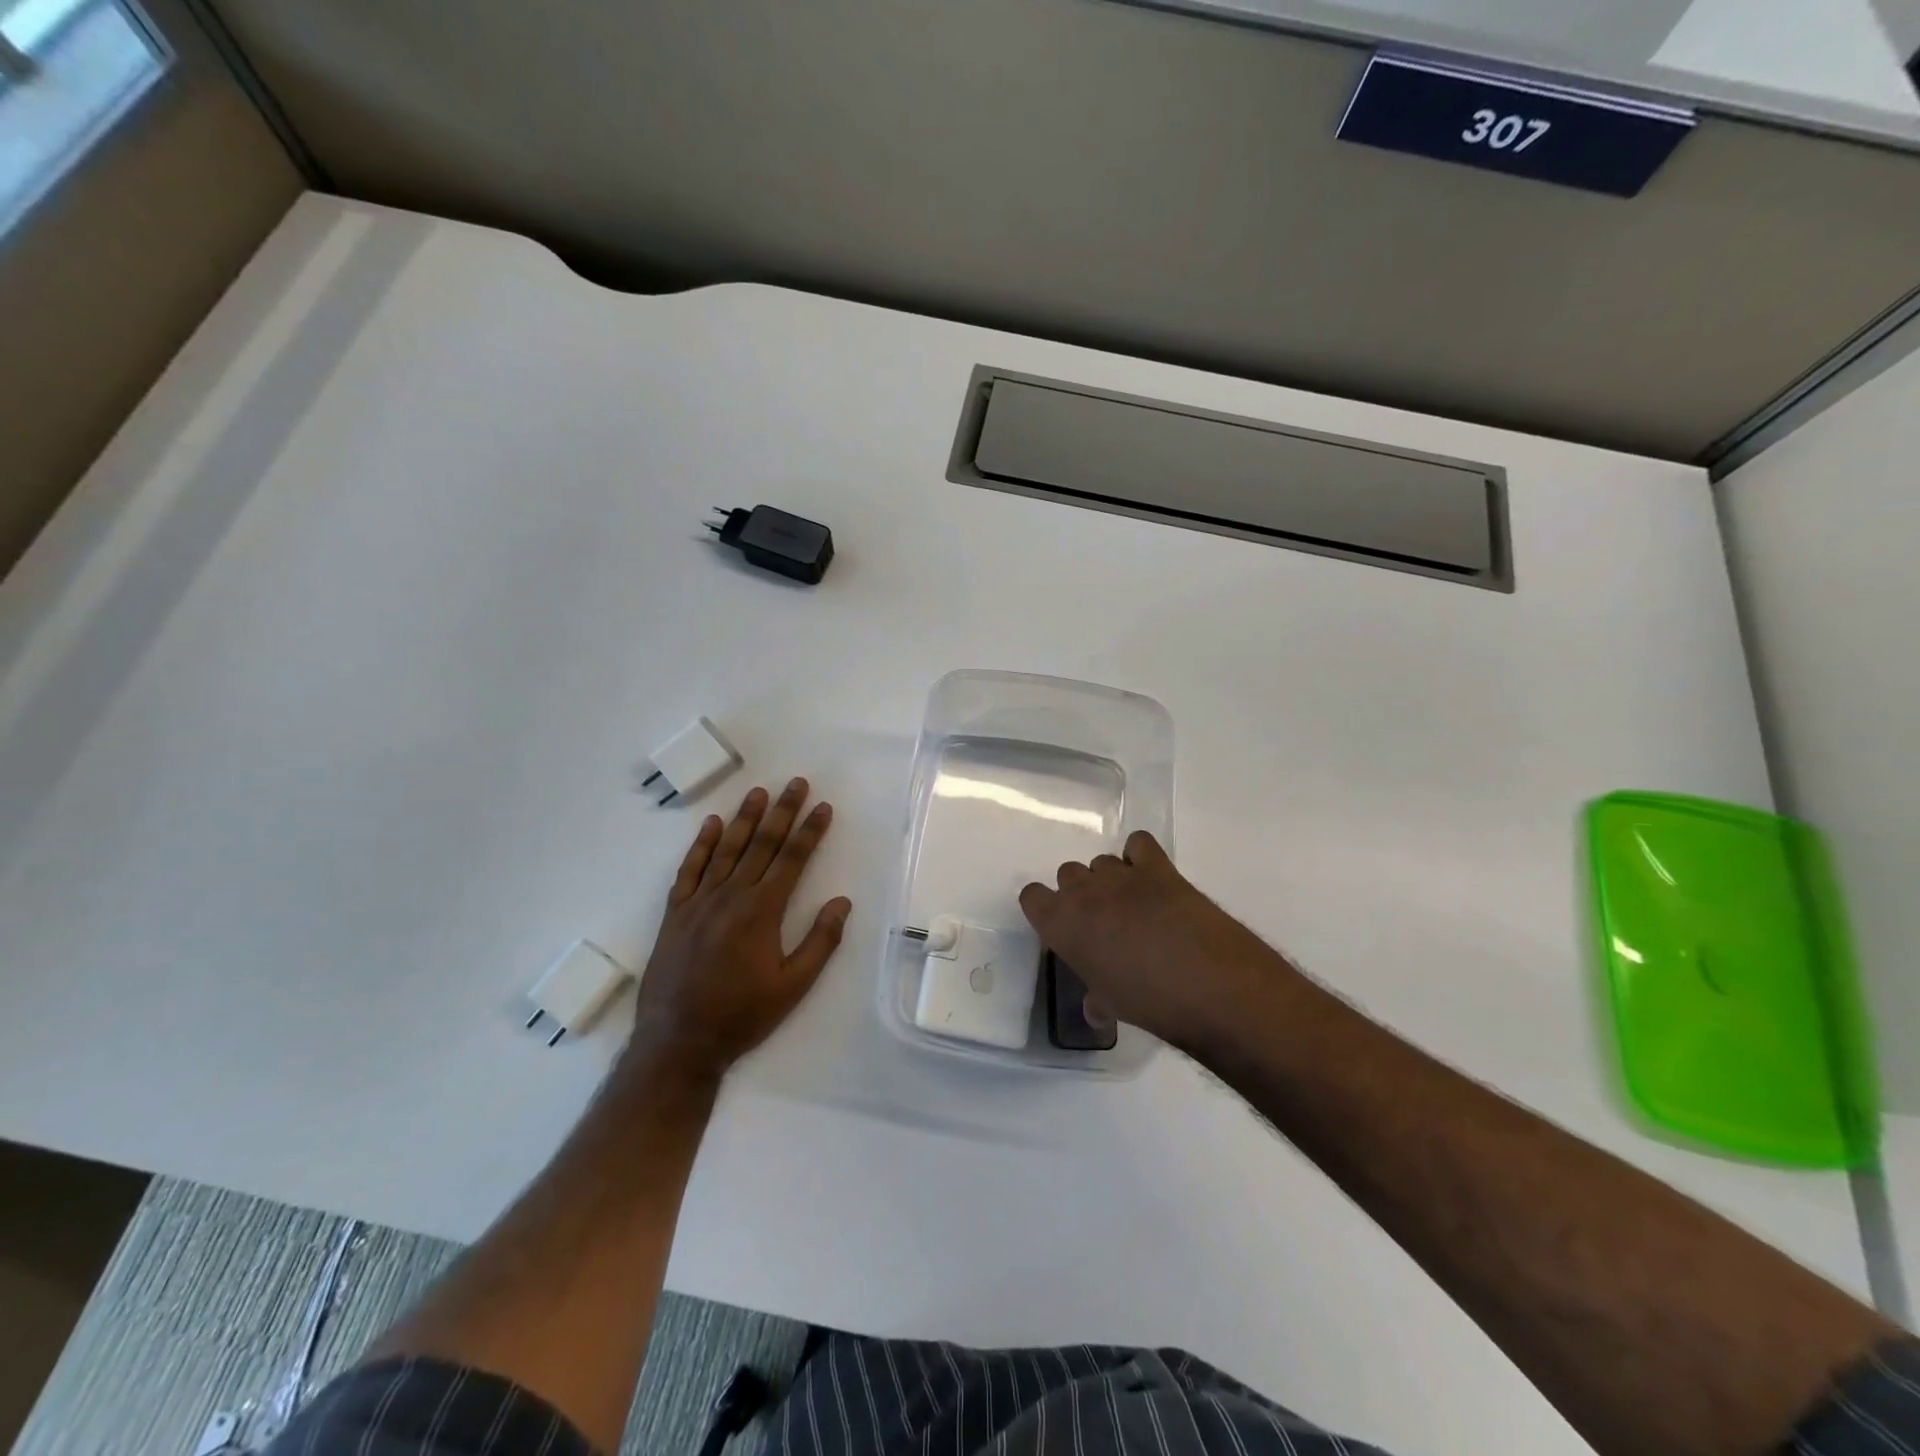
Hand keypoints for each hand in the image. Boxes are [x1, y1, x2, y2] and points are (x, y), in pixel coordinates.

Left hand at [626, 778, 850, 1084]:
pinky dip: (701, 844)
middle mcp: (731, 896)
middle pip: (762, 844)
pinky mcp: (675, 913)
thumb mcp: (793, 987)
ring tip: (759, 792)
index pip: (793, 859)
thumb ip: (820, 942)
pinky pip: (690, 869)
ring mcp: (699, 902)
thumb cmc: (742, 1015)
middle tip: (796, 783)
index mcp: (762, 911)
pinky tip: (712, 824)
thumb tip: (842, 902)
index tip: (823, 807)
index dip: (810, 831)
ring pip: (727, 849)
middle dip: (783, 811)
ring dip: (745, 818)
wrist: (678, 1042)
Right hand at [1019, 831, 1295, 1054]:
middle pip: (1067, 873)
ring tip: (1134, 906)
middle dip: (1081, 893)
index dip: (1046, 910)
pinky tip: (1152, 879)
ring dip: (1111, 879)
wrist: (1208, 985)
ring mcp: (1121, 874)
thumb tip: (1095, 1009)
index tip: (1065, 929)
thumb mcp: (1111, 1005)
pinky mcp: (1158, 867)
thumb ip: (1096, 998)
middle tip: (1103, 922)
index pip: (1031, 896)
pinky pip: (1138, 844)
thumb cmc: (1148, 1003)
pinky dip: (1140, 856)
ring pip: (1101, 861)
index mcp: (1060, 924)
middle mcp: (1083, 891)